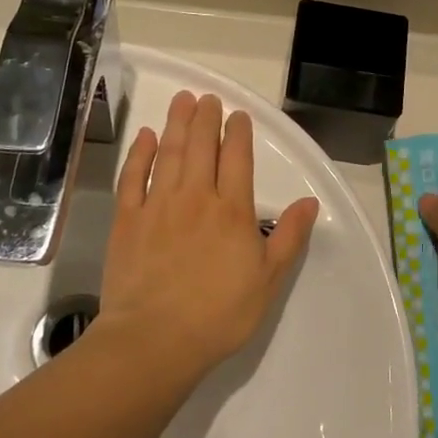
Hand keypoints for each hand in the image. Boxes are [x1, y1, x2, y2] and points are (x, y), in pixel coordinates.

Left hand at [97, 90, 320, 380]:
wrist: (155, 340)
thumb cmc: (219, 314)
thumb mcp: (268, 280)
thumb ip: (289, 237)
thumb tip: (309, 202)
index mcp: (232, 210)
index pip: (237, 158)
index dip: (238, 132)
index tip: (237, 115)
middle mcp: (196, 197)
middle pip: (201, 147)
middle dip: (205, 118)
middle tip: (206, 97)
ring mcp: (158, 205)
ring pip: (169, 153)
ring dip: (176, 124)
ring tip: (181, 101)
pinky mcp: (128, 220)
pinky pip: (133, 177)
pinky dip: (139, 154)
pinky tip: (144, 137)